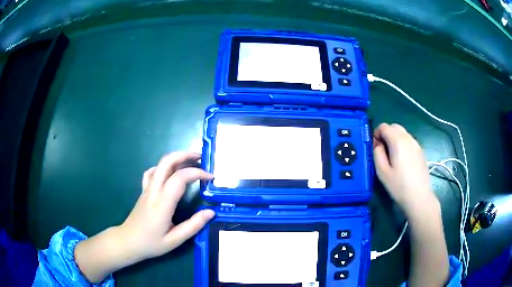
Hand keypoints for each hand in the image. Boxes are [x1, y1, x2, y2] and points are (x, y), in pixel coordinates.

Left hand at [118, 152, 214, 260]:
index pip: (180, 177)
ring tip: (191, 162)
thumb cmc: (151, 243)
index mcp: (162, 203)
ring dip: (176, 159)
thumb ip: (193, 226)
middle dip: (185, 155)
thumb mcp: (174, 240)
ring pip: (160, 164)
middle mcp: (153, 190)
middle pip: (167, 161)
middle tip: (201, 158)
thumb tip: (210, 212)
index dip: (197, 173)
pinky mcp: (144, 191)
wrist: (128, 242)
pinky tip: (171, 173)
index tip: (210, 177)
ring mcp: (147, 188)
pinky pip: (152, 172)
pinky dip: (164, 167)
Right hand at [373, 123, 438, 214]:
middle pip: (394, 127)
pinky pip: (409, 141)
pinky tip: (402, 161)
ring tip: (392, 157)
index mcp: (398, 141)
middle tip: (382, 151)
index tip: (375, 148)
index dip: (376, 134)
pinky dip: (402, 144)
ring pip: (402, 133)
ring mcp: (416, 144)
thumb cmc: (399, 186)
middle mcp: (408, 138)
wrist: (419, 197)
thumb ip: (377, 153)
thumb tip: (378, 144)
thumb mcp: (382, 171)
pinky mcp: (421, 151)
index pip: (384, 126)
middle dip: (386, 134)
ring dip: (394, 139)